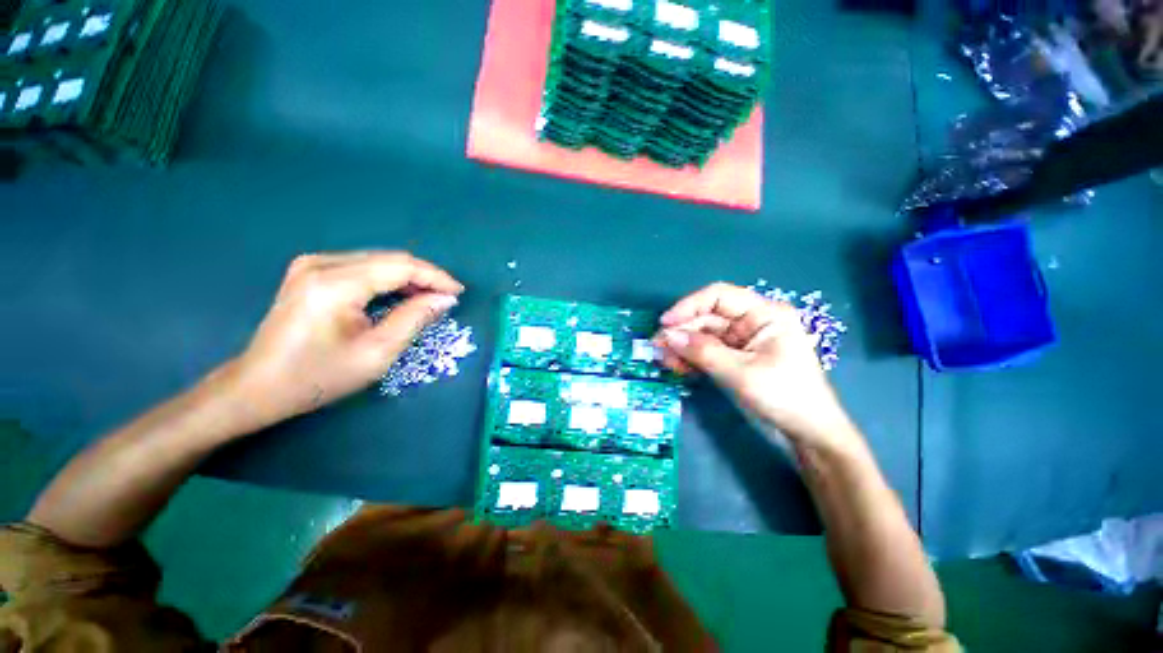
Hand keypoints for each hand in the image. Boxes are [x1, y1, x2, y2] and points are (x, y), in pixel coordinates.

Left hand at [225, 252, 464, 430]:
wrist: (258, 386)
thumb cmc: (319, 376)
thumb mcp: (377, 352)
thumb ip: (415, 319)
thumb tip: (445, 299)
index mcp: (336, 284)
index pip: (400, 266)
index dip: (435, 277)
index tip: (458, 292)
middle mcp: (322, 264)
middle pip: (390, 259)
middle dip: (424, 277)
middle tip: (447, 297)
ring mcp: (312, 264)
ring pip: (378, 261)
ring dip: (408, 277)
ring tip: (429, 298)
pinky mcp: (310, 271)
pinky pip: (362, 267)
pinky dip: (388, 279)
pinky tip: (400, 294)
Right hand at [654, 283, 857, 452]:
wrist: (808, 434)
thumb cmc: (784, 397)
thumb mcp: (741, 373)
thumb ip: (703, 352)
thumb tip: (668, 336)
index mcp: (764, 314)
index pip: (719, 296)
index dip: (688, 305)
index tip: (665, 323)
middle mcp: (751, 321)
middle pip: (707, 317)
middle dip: (681, 332)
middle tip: (657, 348)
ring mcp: (742, 340)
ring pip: (703, 335)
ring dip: (682, 347)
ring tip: (665, 361)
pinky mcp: (735, 357)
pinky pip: (707, 351)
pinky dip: (691, 358)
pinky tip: (678, 367)